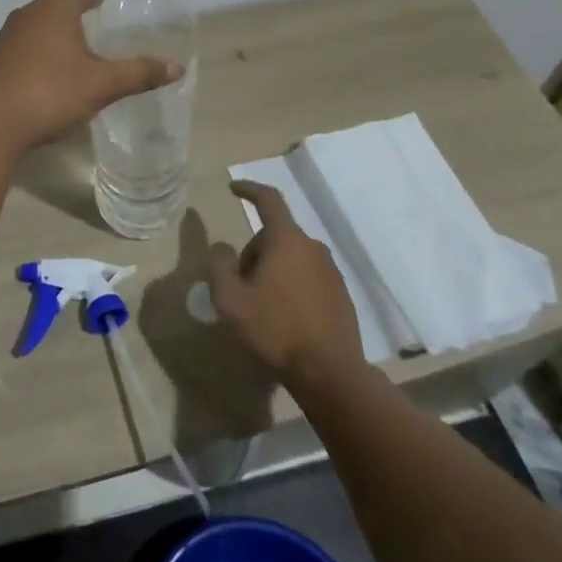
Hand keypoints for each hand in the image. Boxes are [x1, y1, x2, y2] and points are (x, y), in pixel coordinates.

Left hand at [0, 0, 182, 153]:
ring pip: (40, 19)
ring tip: (79, 27)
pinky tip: (53, 60)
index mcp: (54, 11)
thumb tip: (177, 67)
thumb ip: (138, 74)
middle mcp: (28, 16)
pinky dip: (46, 39)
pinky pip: (28, 39)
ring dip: (61, 19)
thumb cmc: (48, 94)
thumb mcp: (100, 85)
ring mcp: (8, 38)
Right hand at [209, 180, 363, 387]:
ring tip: (261, 306)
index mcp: (287, 241)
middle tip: (239, 285)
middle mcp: (313, 247)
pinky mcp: (341, 294)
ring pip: (292, 257)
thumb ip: (220, 265)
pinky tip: (285, 318)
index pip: (268, 200)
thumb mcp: (230, 299)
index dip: (249, 189)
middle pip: (275, 235)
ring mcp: (331, 271)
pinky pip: (308, 277)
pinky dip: (292, 286)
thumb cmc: (275, 330)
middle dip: (254, 251)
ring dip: (273, 270)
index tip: (233, 188)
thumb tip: (223, 247)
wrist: (330, 373)